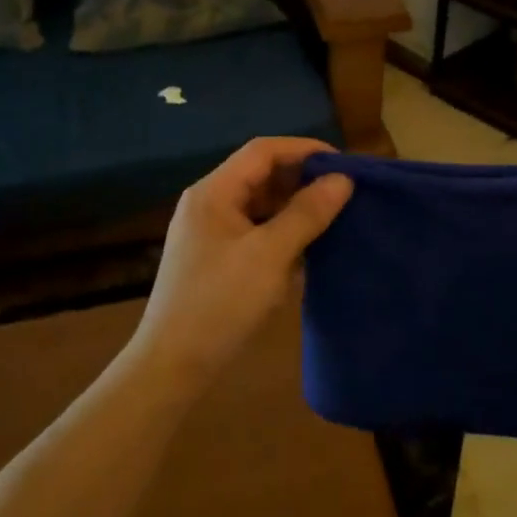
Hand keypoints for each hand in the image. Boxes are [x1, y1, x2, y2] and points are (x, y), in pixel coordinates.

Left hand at [130, 138, 352, 388]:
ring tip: (333, 216)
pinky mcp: (216, 258)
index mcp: (214, 192)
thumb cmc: (220, 303)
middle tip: (344, 191)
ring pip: (260, 204)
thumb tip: (342, 180)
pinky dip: (282, 231)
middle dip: (302, 178)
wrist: (172, 366)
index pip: (263, 151)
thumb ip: (306, 213)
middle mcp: (209, 204)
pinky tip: (308, 246)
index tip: (343, 163)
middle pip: (261, 174)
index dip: (304, 149)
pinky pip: (255, 229)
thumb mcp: (270, 255)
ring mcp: (211, 232)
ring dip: (294, 206)